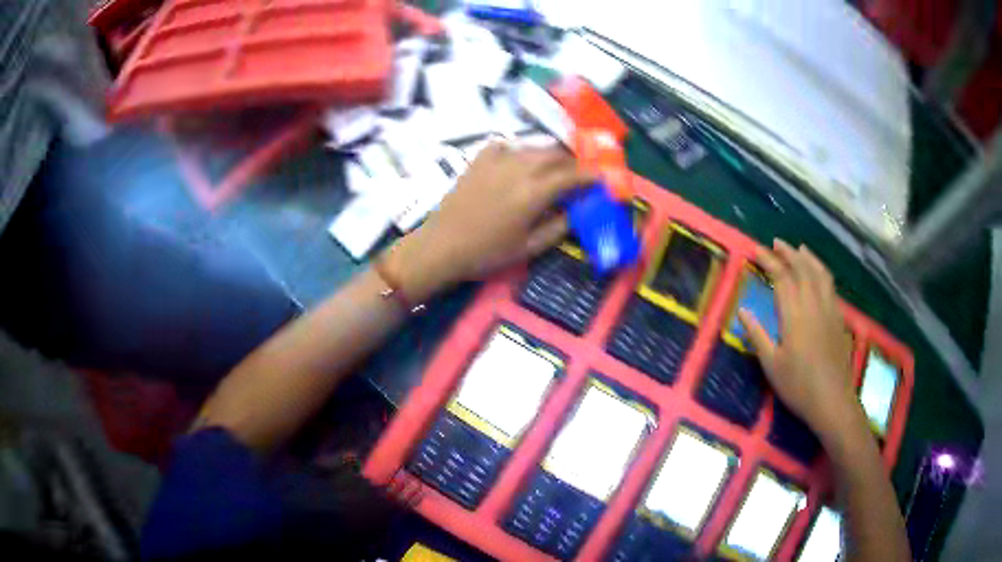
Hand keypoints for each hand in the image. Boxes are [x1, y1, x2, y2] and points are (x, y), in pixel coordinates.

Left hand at [386, 142, 592, 301]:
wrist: (442, 245)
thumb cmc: (487, 252)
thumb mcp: (529, 247)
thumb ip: (559, 226)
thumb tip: (578, 211)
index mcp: (534, 192)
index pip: (572, 175)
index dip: (590, 175)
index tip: (601, 178)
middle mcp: (520, 168)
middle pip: (556, 154)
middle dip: (572, 162)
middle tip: (577, 175)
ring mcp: (497, 159)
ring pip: (533, 147)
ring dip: (549, 155)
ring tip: (552, 169)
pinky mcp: (480, 158)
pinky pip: (507, 145)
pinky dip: (520, 150)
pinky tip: (519, 162)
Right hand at [738, 240, 859, 439]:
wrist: (832, 400)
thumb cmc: (798, 386)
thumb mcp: (771, 365)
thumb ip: (757, 335)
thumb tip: (742, 310)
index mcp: (795, 315)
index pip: (782, 277)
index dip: (769, 261)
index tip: (756, 250)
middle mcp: (814, 304)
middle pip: (802, 268)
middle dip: (788, 253)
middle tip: (776, 243)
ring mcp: (829, 309)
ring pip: (820, 273)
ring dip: (808, 257)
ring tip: (799, 248)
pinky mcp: (839, 318)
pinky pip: (830, 285)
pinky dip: (821, 271)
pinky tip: (818, 275)